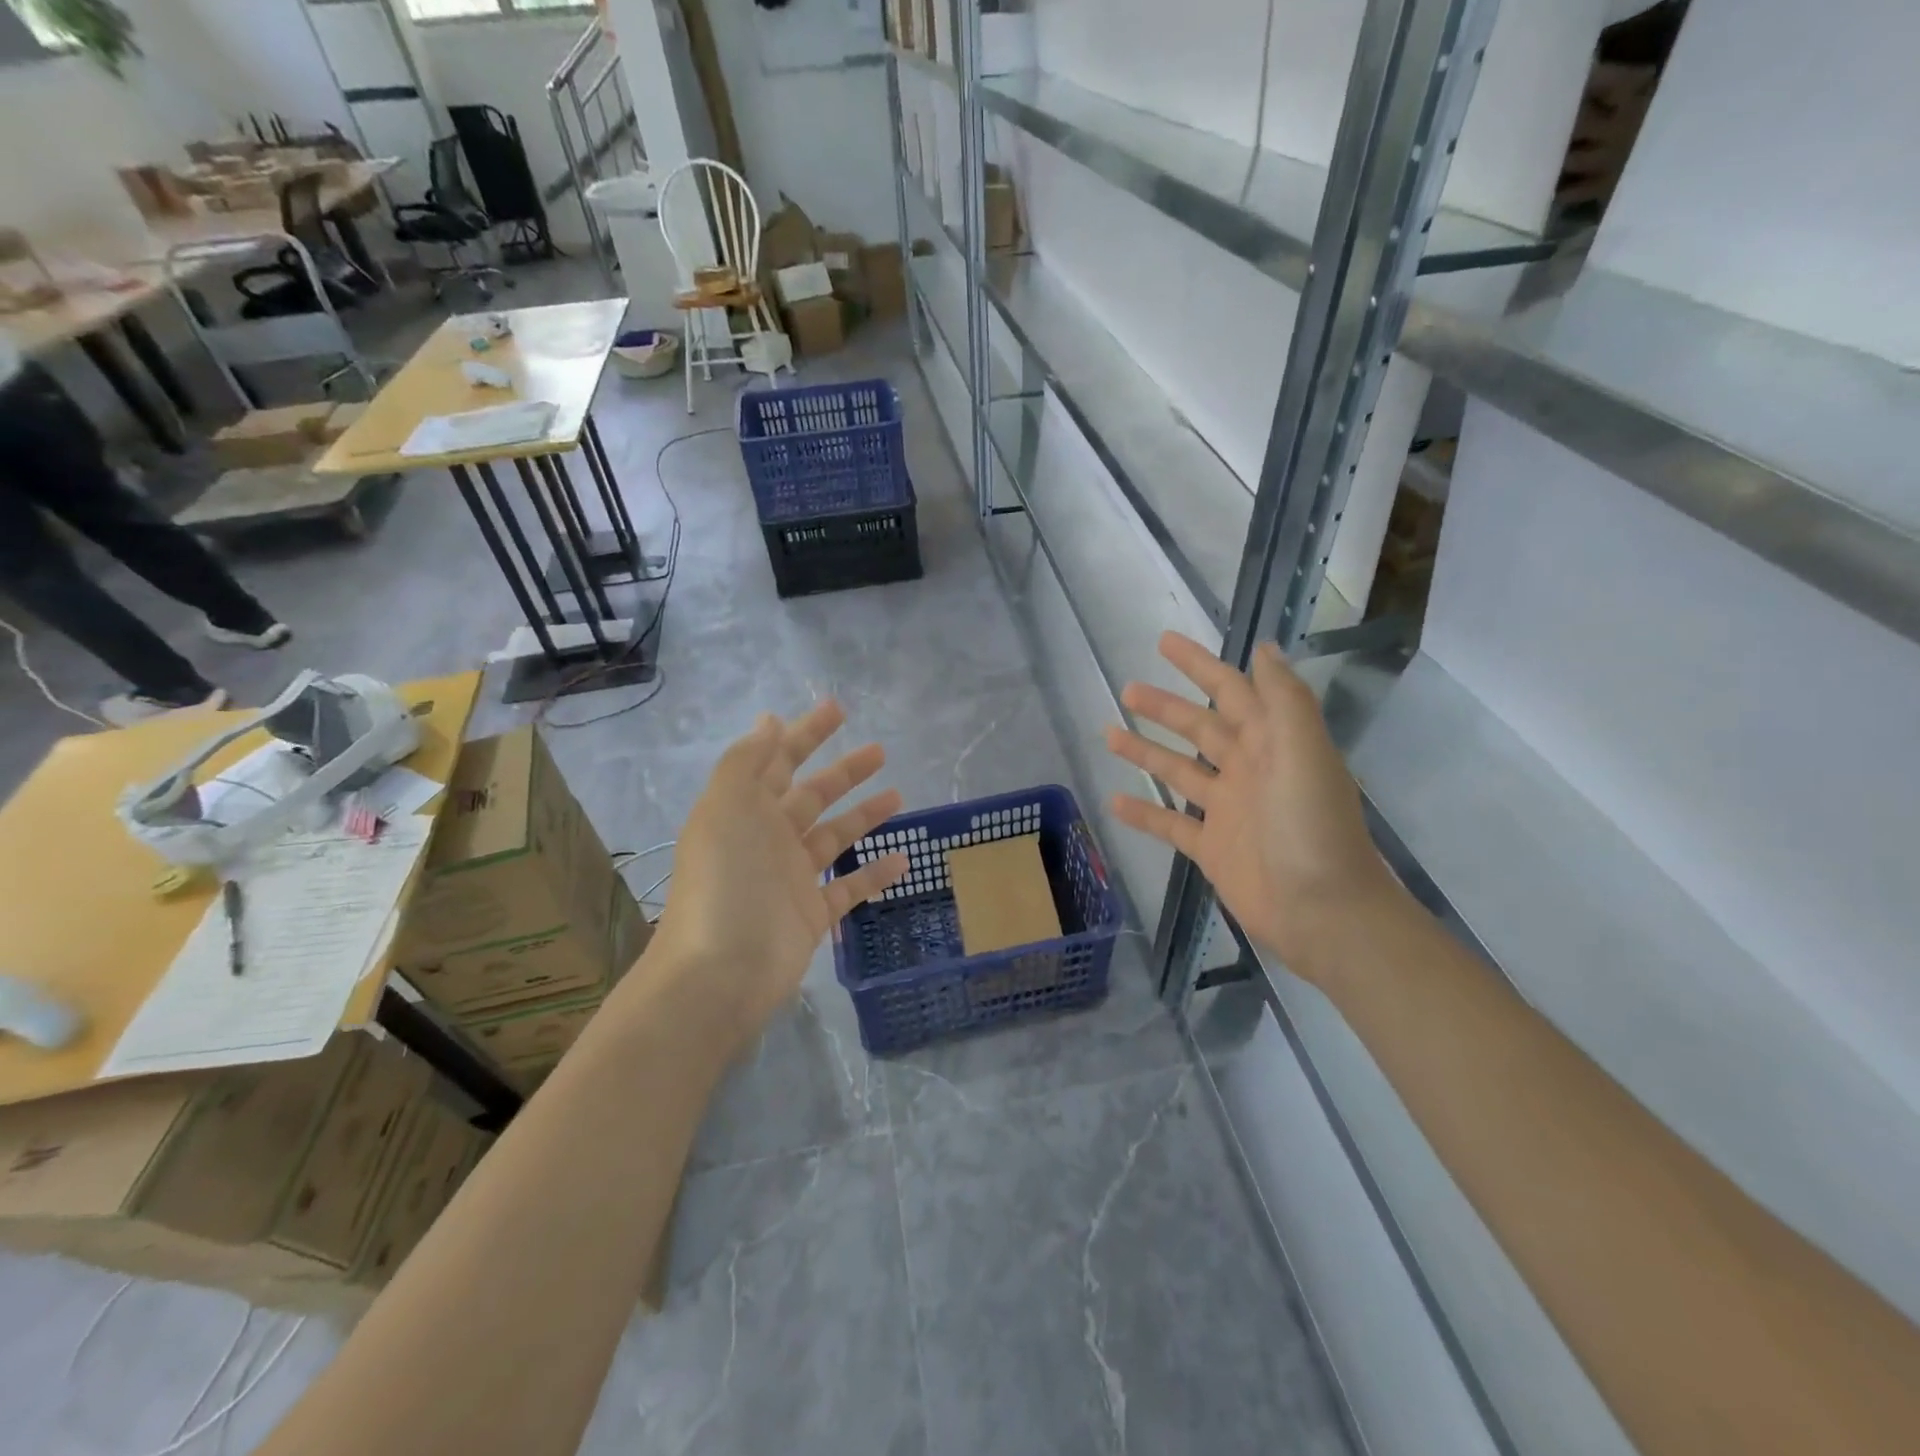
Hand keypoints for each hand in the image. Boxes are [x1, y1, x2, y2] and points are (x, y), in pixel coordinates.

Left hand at [637, 702, 908, 1052]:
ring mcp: (791, 878)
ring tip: (899, 796)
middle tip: (880, 750)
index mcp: (744, 810)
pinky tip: (903, 859)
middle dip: (843, 771)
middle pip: (812, 795)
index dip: (806, 733)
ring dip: (864, 815)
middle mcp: (767, 839)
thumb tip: (769, 721)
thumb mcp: (727, 806)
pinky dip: (874, 872)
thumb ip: (748, 760)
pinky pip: (849, 886)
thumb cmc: (725, 880)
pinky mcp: (812, 914)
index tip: (838, 709)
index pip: (778, 760)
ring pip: (834, 837)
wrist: (721, 971)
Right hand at [1104, 633, 1399, 980]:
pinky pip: (1170, 824)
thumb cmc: (1311, 826)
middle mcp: (1248, 770)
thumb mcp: (1304, 752)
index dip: (1200, 665)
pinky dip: (1144, 813)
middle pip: (1199, 728)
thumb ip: (1283, 699)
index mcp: (1271, 743)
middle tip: (1128, 689)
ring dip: (1146, 752)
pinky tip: (1114, 801)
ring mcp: (1227, 810)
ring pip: (1179, 771)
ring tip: (1108, 733)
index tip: (1164, 642)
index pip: (1231, 691)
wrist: (1322, 911)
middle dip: (1165, 707)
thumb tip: (1263, 648)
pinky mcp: (1211, 847)